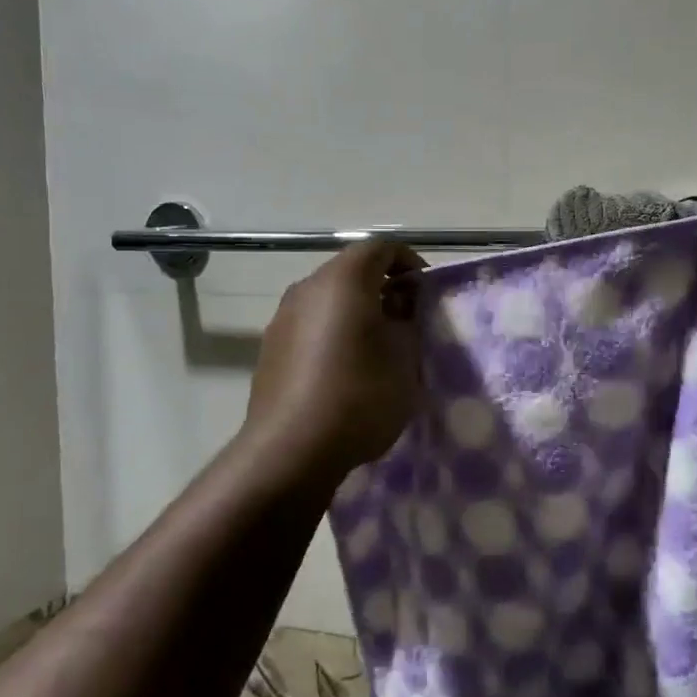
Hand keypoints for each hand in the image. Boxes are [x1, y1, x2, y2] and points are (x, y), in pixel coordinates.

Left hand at [242, 240, 425, 483]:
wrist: (291, 449)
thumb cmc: (360, 395)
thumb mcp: (405, 356)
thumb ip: (408, 319)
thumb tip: (401, 302)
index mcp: (343, 279)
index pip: (380, 248)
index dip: (409, 262)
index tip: (426, 291)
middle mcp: (307, 288)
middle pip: (351, 271)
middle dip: (383, 288)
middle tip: (407, 320)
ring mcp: (282, 318)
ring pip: (328, 301)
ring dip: (356, 312)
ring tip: (378, 348)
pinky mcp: (271, 349)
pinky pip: (310, 326)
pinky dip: (332, 334)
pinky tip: (345, 371)